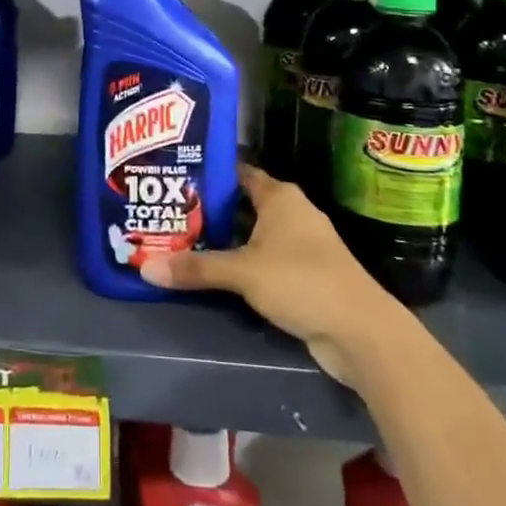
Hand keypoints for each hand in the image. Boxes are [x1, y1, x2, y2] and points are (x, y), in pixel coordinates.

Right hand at [139, 163, 389, 383]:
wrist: (361, 332)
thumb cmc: (302, 282)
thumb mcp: (243, 273)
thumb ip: (196, 268)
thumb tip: (145, 268)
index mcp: (280, 197)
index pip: (237, 172)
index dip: (208, 174)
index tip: (175, 177)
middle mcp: (291, 213)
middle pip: (241, 204)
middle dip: (208, 210)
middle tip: (168, 213)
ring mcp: (300, 245)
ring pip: (252, 234)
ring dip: (223, 240)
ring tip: (180, 241)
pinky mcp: (303, 275)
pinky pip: (262, 260)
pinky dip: (240, 263)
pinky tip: (212, 272)